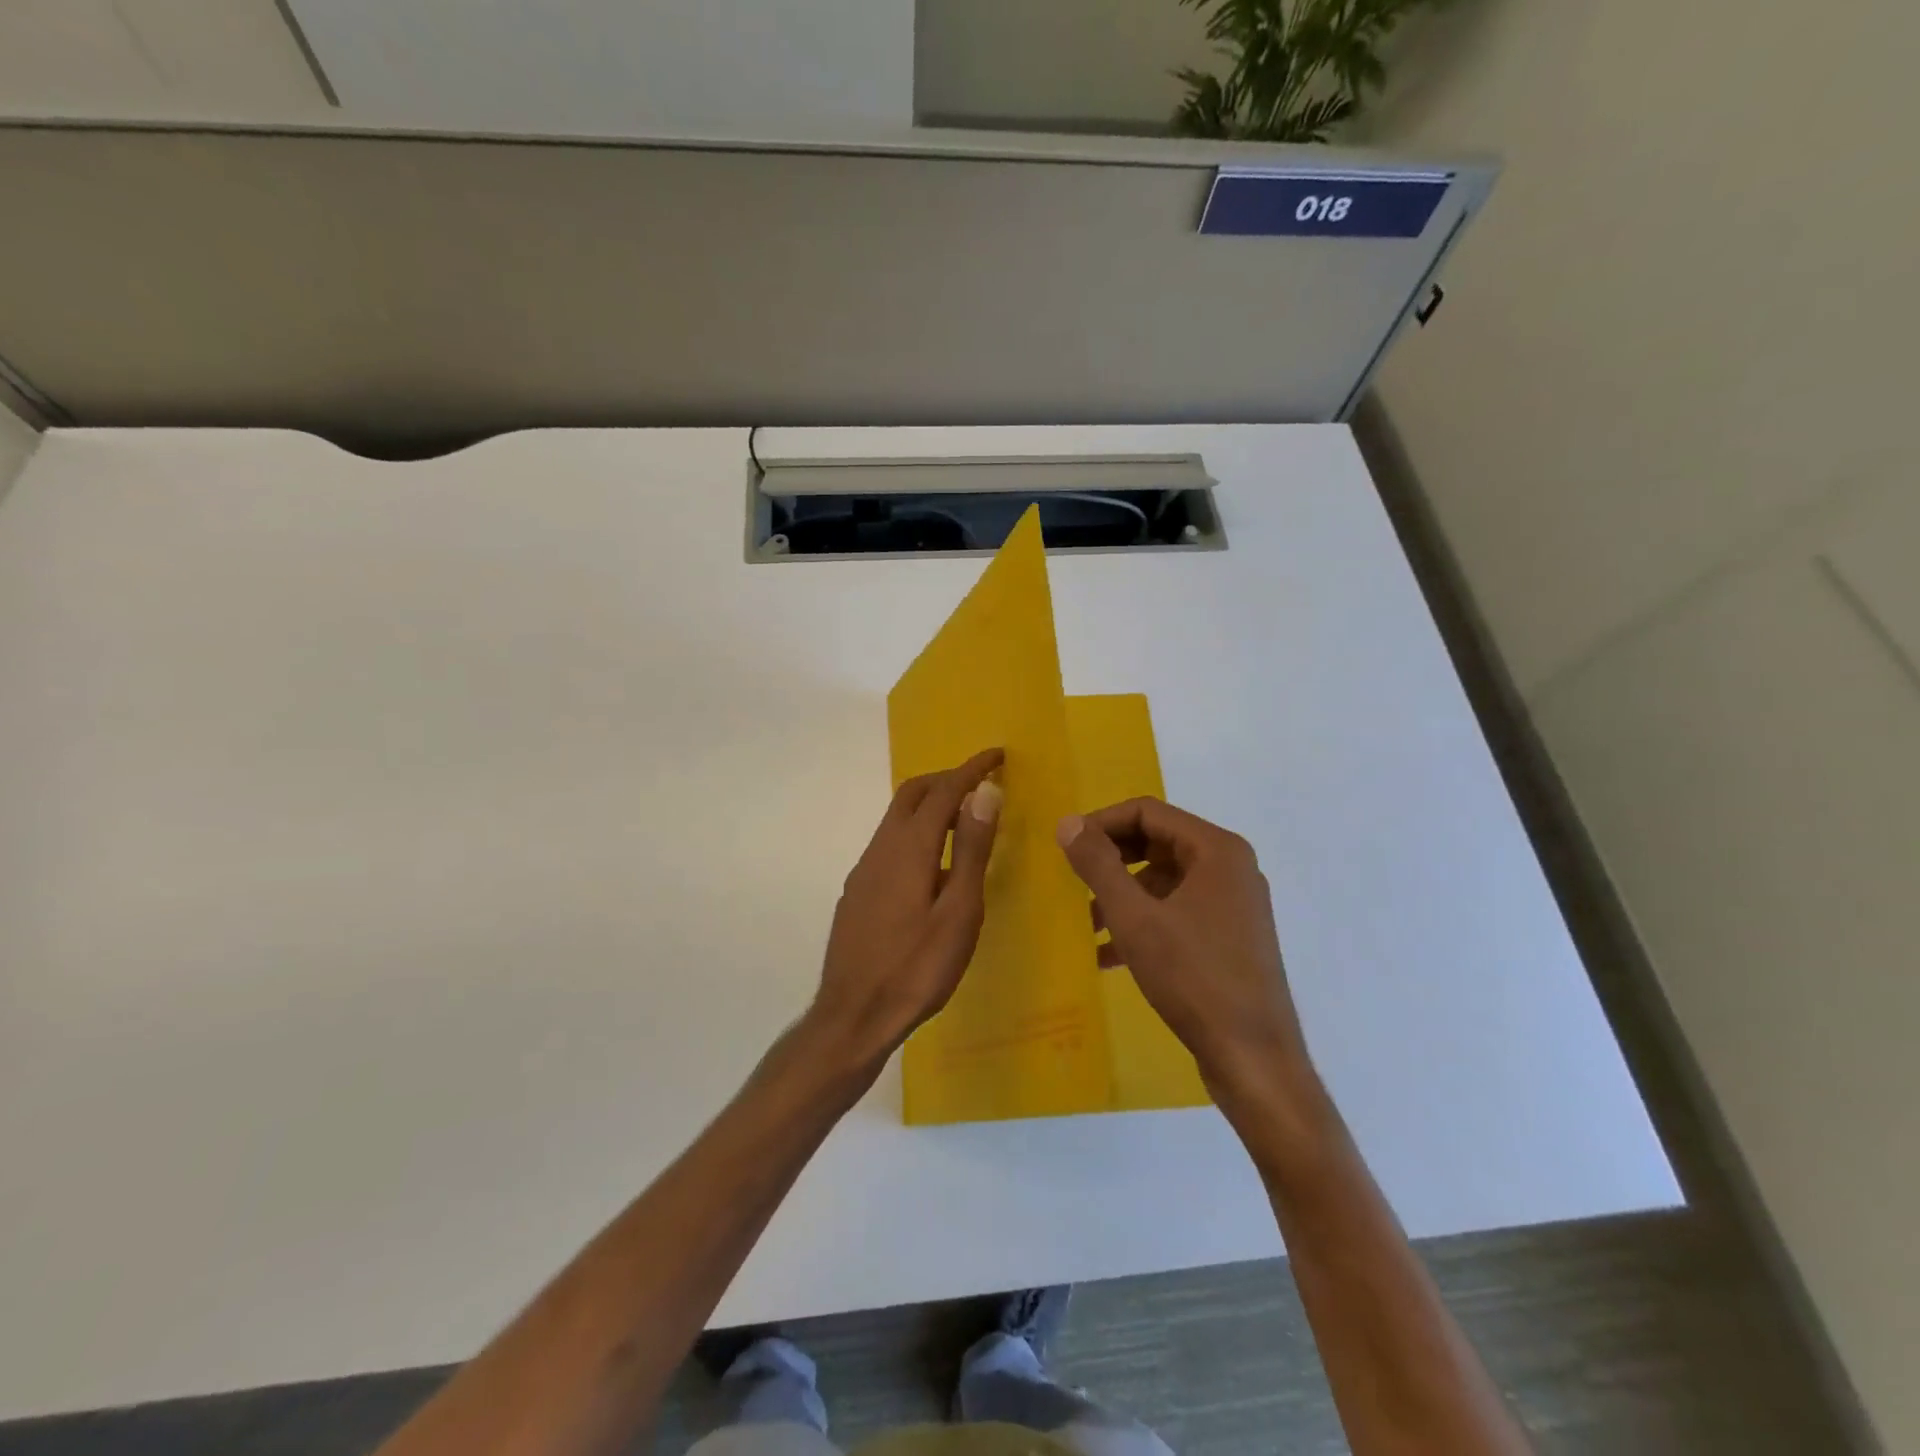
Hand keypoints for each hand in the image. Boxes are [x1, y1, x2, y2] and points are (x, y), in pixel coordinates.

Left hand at [810, 749, 1003, 1064]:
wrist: (854, 1015)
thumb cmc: (917, 967)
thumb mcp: (959, 911)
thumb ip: (971, 849)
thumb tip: (985, 792)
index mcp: (909, 847)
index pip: (944, 790)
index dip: (971, 769)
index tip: (998, 755)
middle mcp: (881, 848)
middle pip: (912, 794)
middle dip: (946, 779)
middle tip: (981, 784)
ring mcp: (864, 869)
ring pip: (897, 818)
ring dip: (929, 805)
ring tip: (964, 820)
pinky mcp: (857, 891)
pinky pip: (889, 842)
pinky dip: (916, 831)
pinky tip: (932, 863)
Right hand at [1057, 798, 1316, 1107]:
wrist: (1254, 1059)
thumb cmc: (1194, 978)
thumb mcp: (1135, 918)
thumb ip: (1098, 865)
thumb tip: (1067, 823)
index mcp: (1217, 850)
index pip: (1148, 812)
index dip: (1101, 823)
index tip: (1066, 847)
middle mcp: (1230, 867)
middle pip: (1157, 843)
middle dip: (1111, 861)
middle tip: (1074, 881)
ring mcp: (1234, 903)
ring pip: (1165, 880)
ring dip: (1123, 896)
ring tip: (1088, 925)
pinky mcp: (1231, 937)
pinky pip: (1178, 911)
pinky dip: (1144, 921)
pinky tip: (1110, 954)